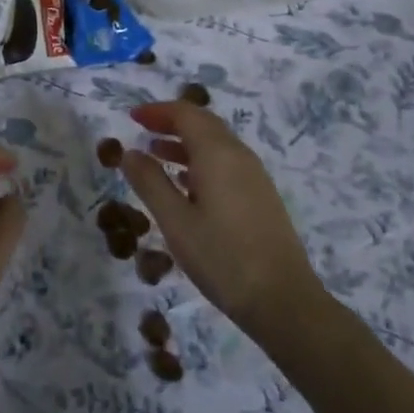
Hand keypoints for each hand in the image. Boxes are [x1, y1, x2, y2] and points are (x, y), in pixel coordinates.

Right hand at [121, 101, 327, 343]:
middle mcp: (239, 155)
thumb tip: (128, 152)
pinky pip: (226, 163)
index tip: (132, 117)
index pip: (185, 113)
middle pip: (203, 123)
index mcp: (217, 153)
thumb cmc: (223, 258)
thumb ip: (150, 182)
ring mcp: (254, 176)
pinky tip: (186, 184)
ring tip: (156, 155)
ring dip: (185, 142)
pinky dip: (201, 160)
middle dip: (171, 122)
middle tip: (142, 130)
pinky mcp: (261, 196)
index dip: (157, 111)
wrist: (284, 302)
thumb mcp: (175, 221)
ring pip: (215, 144)